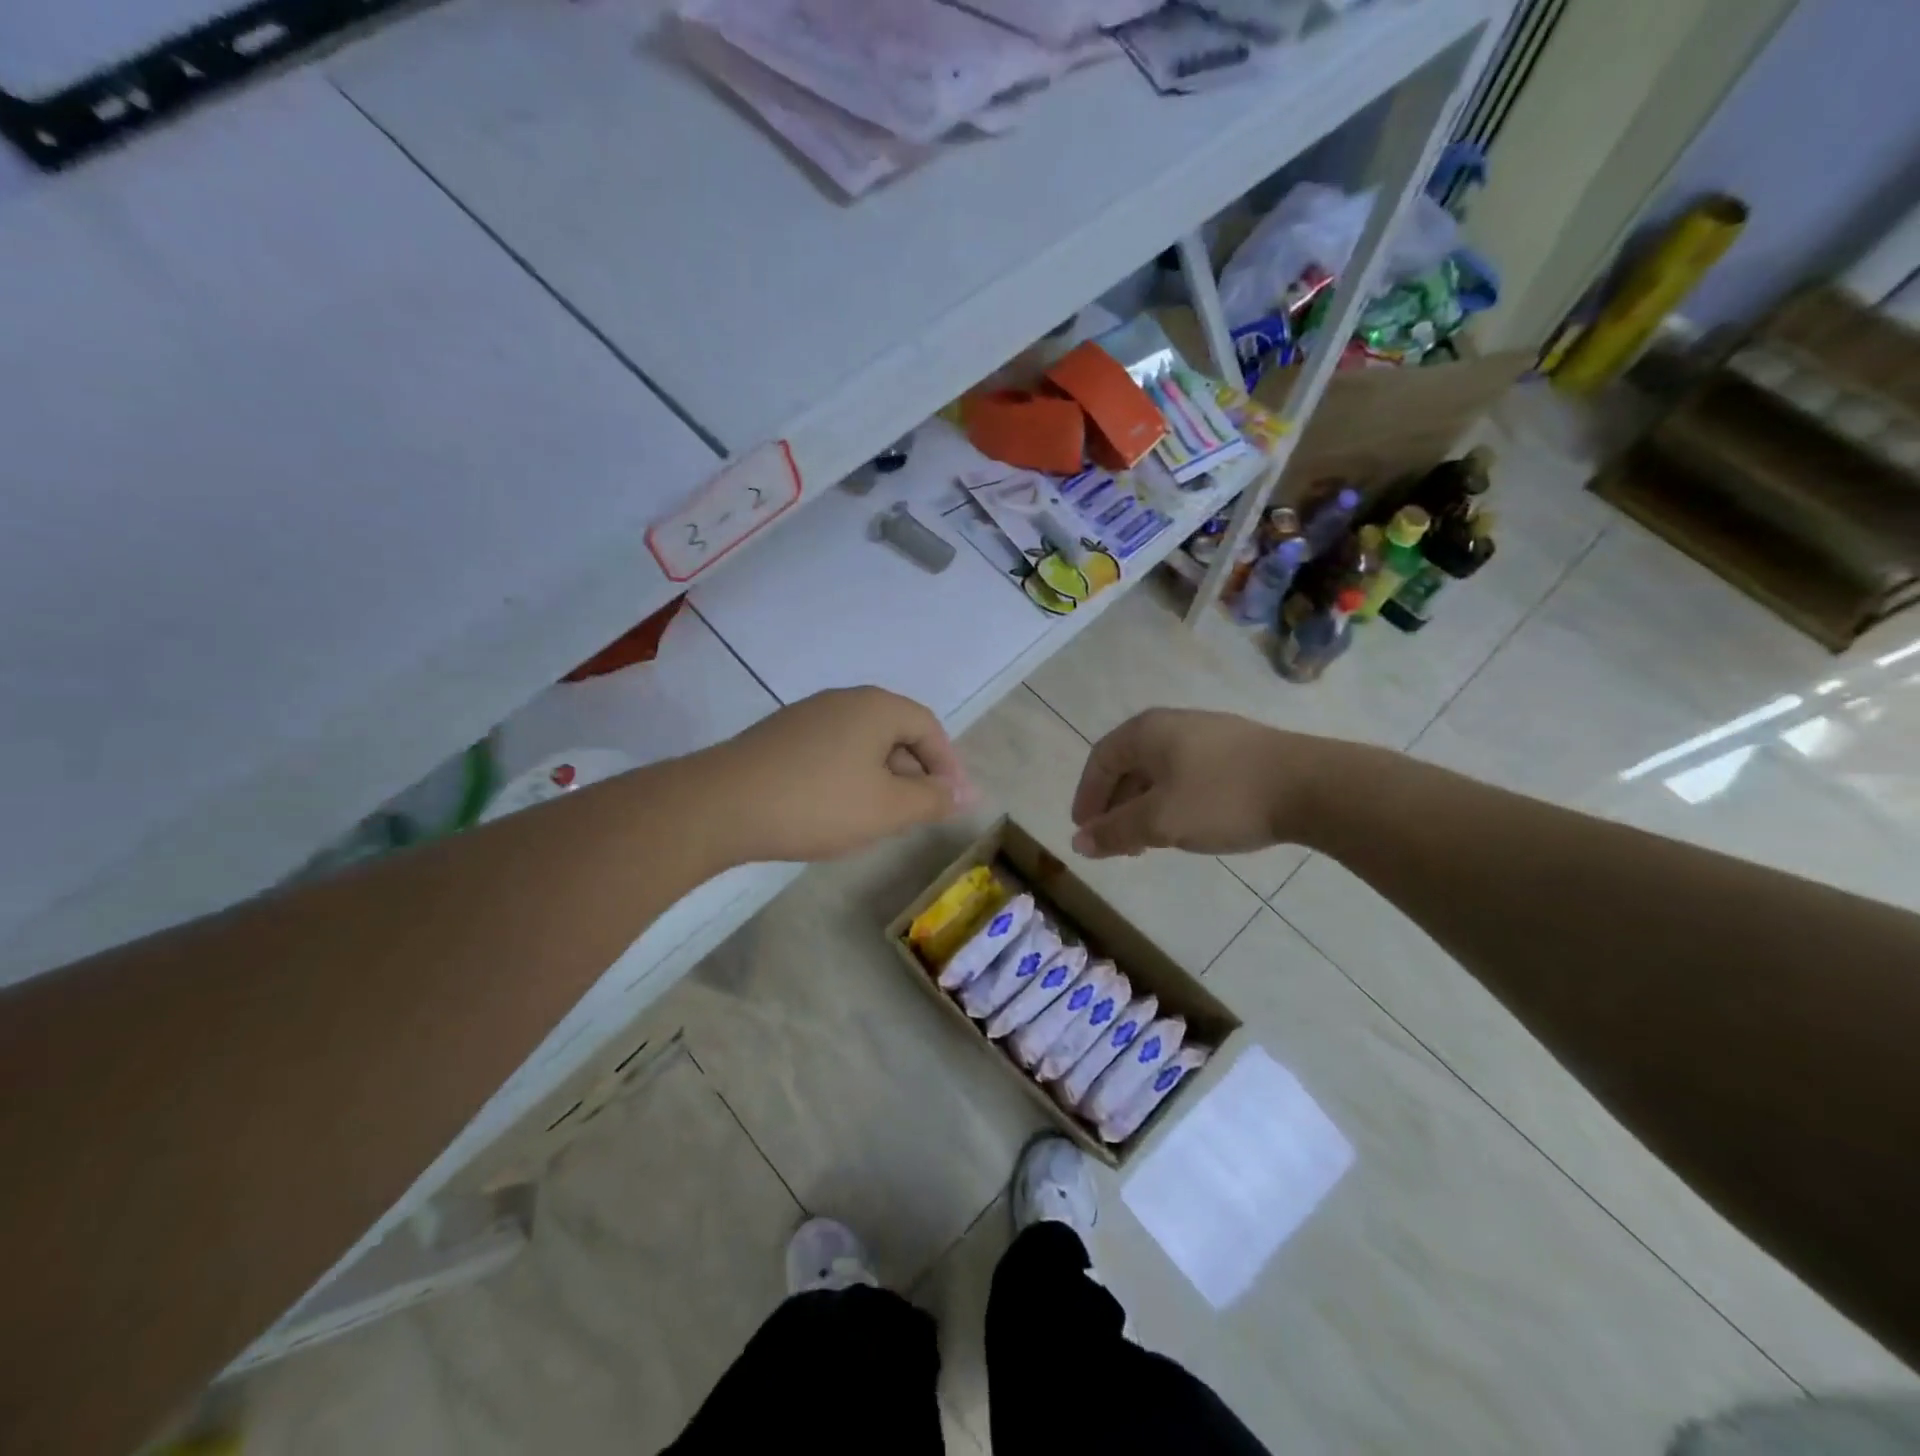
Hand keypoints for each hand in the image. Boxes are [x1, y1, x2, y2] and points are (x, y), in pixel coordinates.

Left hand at [705, 687, 976, 862]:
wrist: (720, 805)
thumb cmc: (817, 803)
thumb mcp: (887, 808)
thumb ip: (933, 799)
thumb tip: (966, 793)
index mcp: (876, 707)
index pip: (929, 727)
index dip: (947, 765)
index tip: (950, 804)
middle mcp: (843, 700)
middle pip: (895, 732)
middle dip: (913, 774)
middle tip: (915, 816)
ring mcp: (807, 716)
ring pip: (862, 744)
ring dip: (880, 779)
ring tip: (876, 819)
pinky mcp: (780, 737)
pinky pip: (831, 752)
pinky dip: (847, 778)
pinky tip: (833, 811)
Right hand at [1070, 708, 1326, 857]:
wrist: (1311, 786)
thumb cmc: (1222, 798)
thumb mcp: (1160, 821)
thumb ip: (1116, 832)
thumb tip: (1078, 843)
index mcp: (1147, 731)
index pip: (1100, 760)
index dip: (1087, 797)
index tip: (1085, 831)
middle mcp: (1173, 724)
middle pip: (1129, 765)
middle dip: (1116, 806)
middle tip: (1116, 844)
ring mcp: (1209, 734)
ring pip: (1160, 772)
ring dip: (1145, 807)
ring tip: (1149, 842)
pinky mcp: (1237, 751)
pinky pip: (1188, 775)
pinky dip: (1173, 801)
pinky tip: (1187, 826)